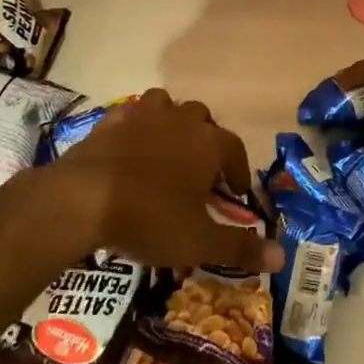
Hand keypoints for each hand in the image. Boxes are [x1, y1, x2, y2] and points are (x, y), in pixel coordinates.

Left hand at [40, 89, 284, 272]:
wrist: (81, 199)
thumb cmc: (150, 217)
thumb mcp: (199, 241)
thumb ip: (240, 247)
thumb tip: (282, 258)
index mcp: (208, 143)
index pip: (235, 149)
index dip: (239, 171)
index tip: (236, 192)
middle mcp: (179, 120)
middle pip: (202, 120)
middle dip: (206, 142)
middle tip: (201, 172)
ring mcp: (142, 115)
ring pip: (166, 105)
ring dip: (171, 123)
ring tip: (167, 151)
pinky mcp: (109, 122)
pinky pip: (130, 115)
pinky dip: (135, 128)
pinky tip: (129, 149)